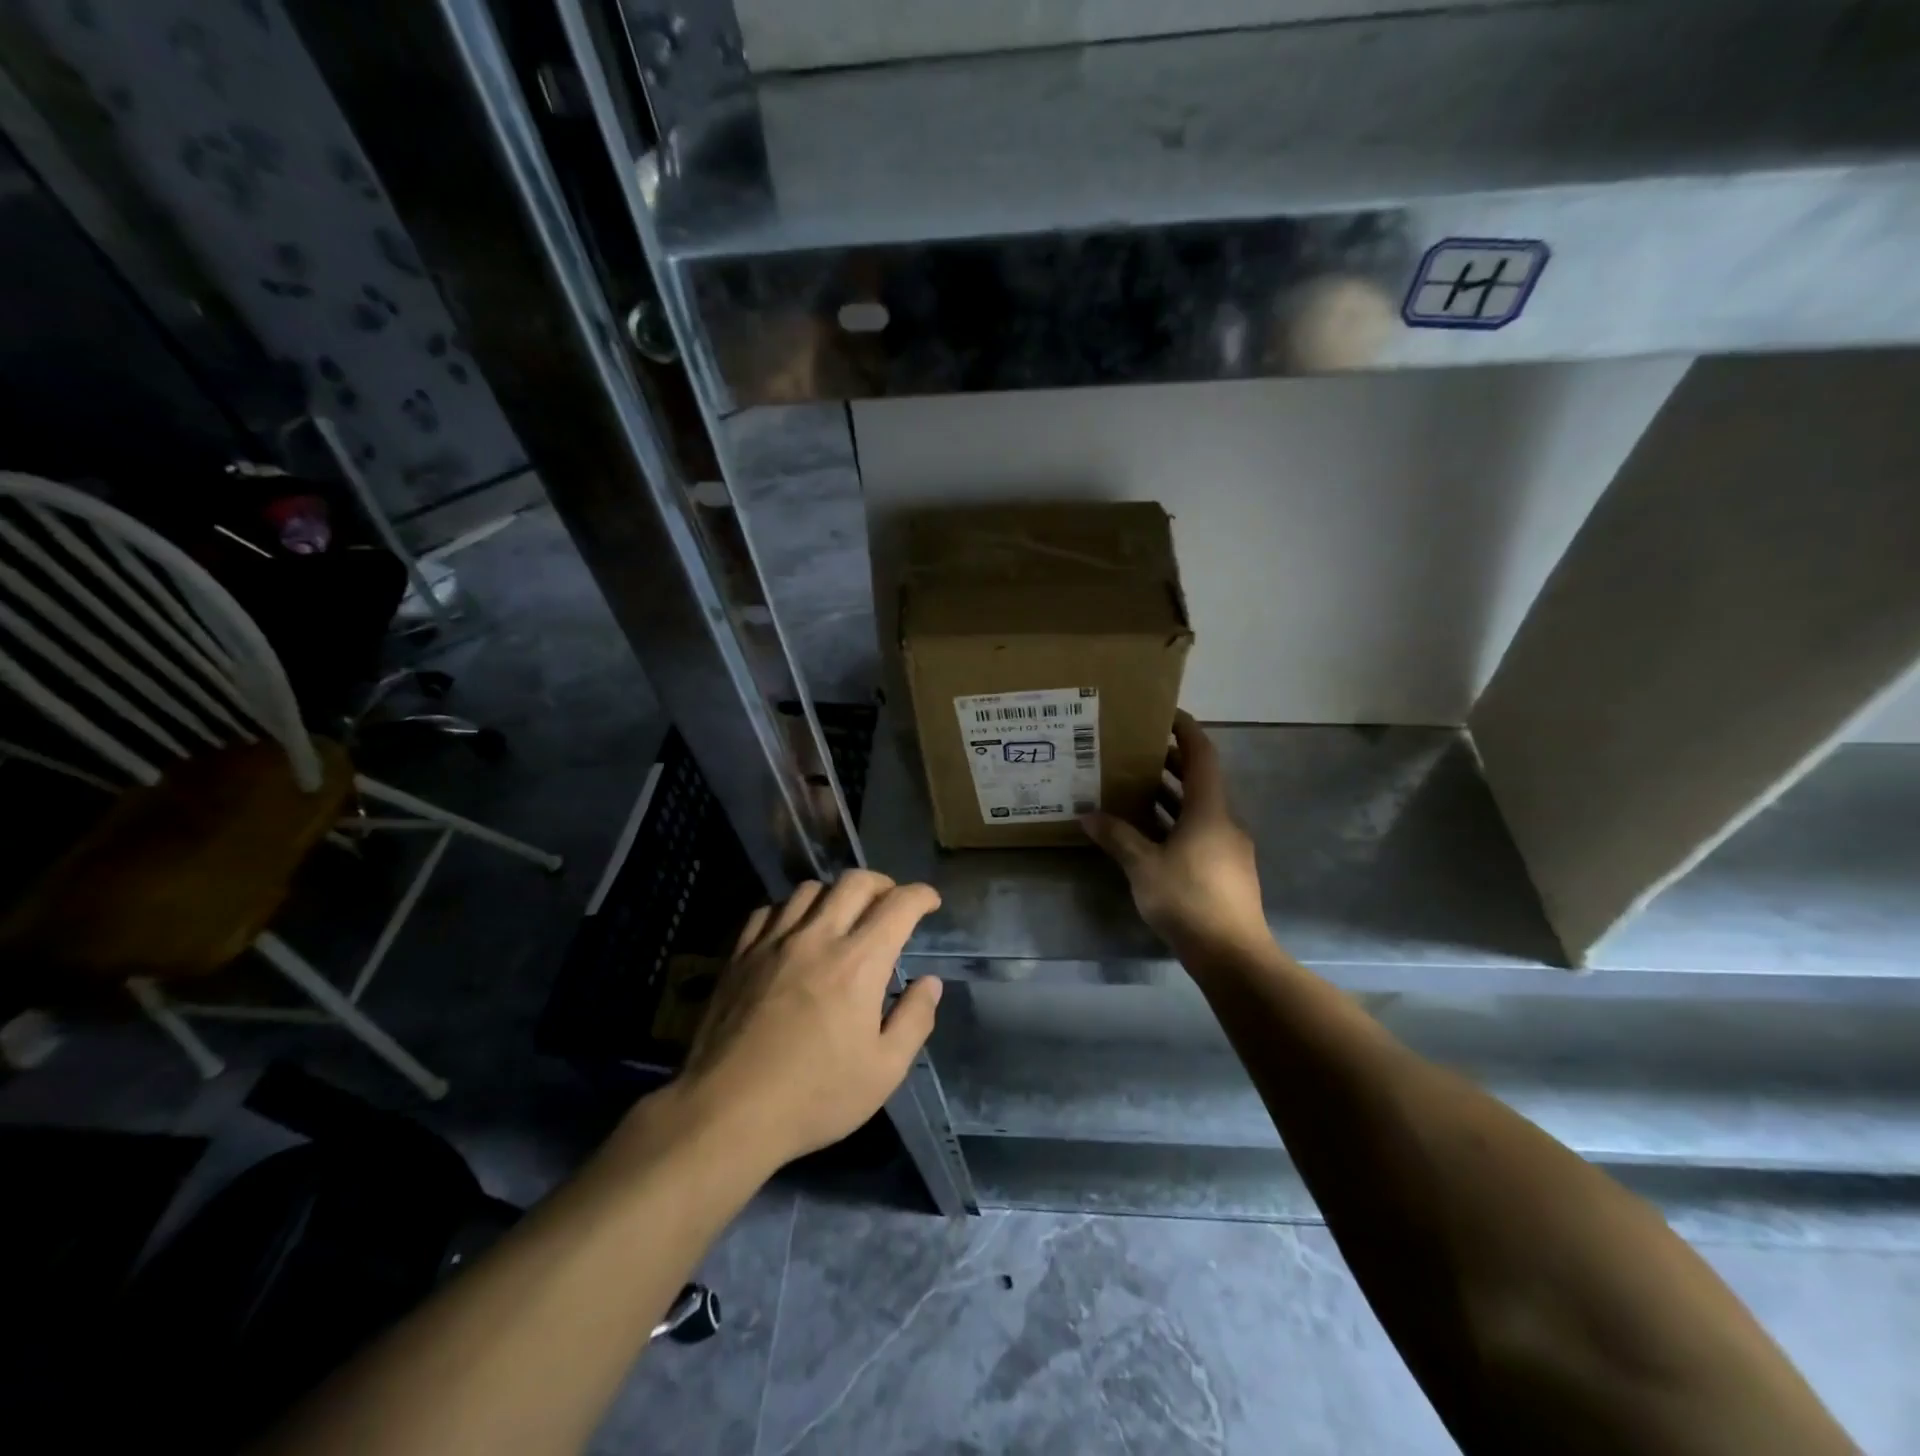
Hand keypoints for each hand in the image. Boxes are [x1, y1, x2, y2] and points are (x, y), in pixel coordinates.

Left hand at [671, 871, 943, 1167]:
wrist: (727, 1112)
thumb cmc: (814, 1097)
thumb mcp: (884, 1071)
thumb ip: (915, 1020)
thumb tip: (930, 982)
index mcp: (859, 963)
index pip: (898, 906)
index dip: (921, 896)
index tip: (930, 902)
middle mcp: (817, 938)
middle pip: (855, 882)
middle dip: (883, 883)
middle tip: (891, 903)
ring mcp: (773, 942)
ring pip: (810, 889)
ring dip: (836, 894)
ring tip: (842, 915)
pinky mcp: (740, 955)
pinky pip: (770, 910)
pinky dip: (791, 910)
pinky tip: (794, 930)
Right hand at [1081, 712, 1267, 957]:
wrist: (1231, 954)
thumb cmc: (1188, 899)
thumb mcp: (1143, 866)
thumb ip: (1117, 837)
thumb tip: (1088, 815)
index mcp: (1209, 810)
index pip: (1202, 755)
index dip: (1186, 731)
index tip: (1165, 714)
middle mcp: (1224, 821)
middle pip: (1200, 780)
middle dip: (1170, 763)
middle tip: (1135, 753)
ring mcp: (1228, 847)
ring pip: (1198, 809)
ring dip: (1171, 796)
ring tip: (1134, 789)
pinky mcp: (1225, 870)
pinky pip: (1199, 832)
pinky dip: (1175, 823)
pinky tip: (1149, 835)